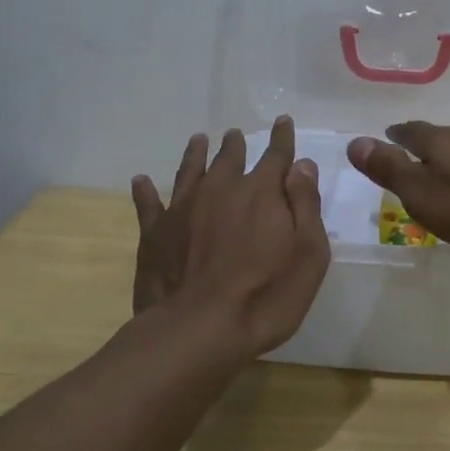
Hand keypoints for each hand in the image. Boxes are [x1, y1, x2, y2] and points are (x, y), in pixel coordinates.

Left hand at [131, 116, 331, 355]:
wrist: (198, 329)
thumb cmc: (266, 295)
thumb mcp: (308, 253)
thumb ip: (305, 204)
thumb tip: (302, 165)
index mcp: (261, 192)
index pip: (276, 156)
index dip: (282, 138)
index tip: (282, 121)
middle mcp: (221, 189)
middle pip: (230, 158)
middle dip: (236, 144)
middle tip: (235, 135)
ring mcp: (183, 208)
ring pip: (190, 170)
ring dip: (196, 154)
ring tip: (198, 140)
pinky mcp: (155, 233)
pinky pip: (148, 203)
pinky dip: (145, 190)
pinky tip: (140, 181)